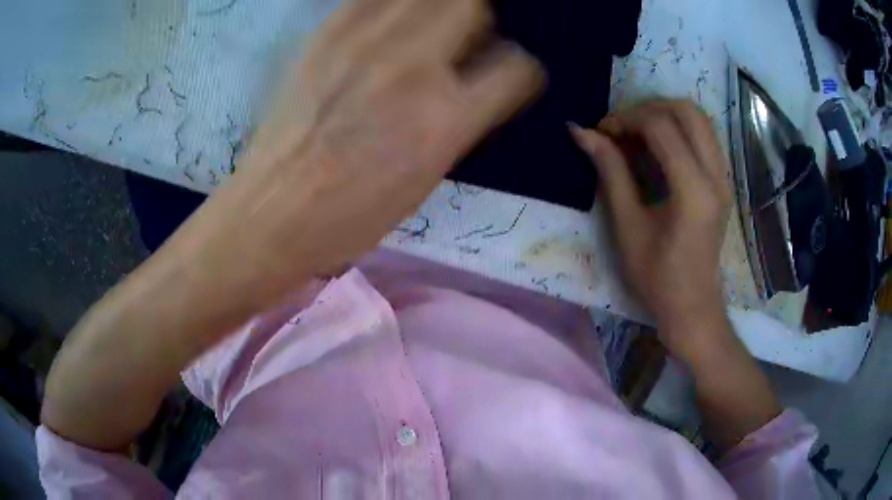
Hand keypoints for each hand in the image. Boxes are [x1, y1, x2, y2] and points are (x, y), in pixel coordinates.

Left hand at [190, 0, 542, 300]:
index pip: (517, 67)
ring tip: (420, 29)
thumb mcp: (428, 177)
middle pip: (471, 5)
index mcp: (446, 119)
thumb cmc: (354, 215)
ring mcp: (365, 43)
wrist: (274, 211)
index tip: (504, 72)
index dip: (519, 68)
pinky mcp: (325, 34)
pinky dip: (389, 6)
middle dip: (476, 20)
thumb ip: (461, 118)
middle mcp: (412, 68)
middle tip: (459, 39)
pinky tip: (382, 26)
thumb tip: (475, 81)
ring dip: (435, 7)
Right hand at [571, 99, 731, 357]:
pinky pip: (704, 135)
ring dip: (665, 113)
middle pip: (687, 110)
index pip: (662, 127)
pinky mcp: (722, 181)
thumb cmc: (657, 277)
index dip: (626, 119)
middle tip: (622, 126)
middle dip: (648, 107)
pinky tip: (658, 144)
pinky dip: (678, 127)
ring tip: (637, 131)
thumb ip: (610, 171)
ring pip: (699, 118)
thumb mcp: (628, 226)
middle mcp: (715, 176)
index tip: (601, 132)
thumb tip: (582, 132)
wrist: (692, 306)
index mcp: (693, 191)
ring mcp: (723, 177)